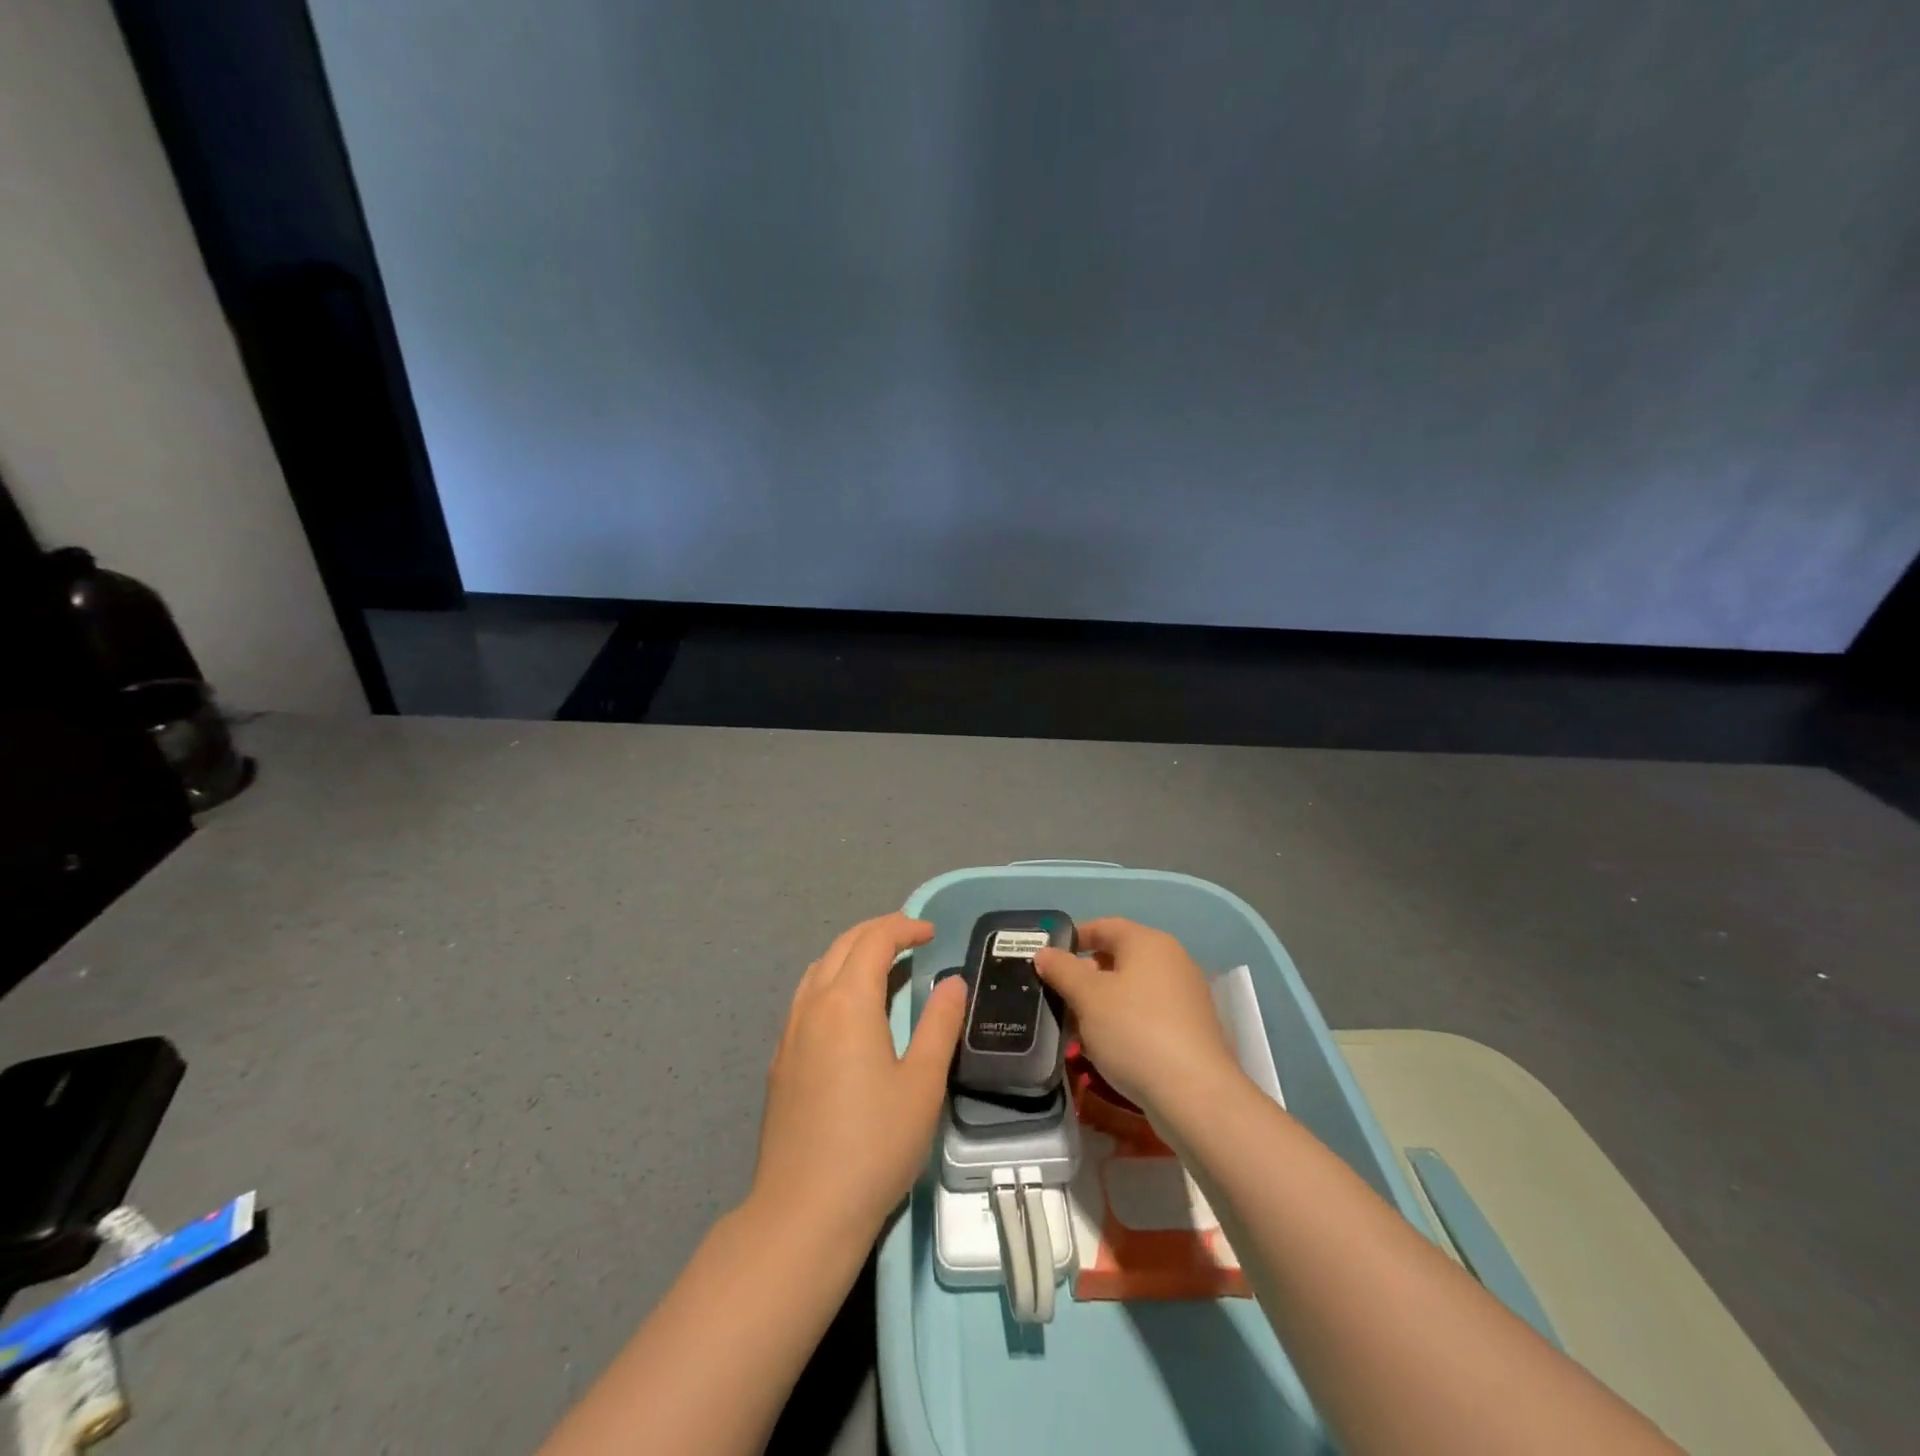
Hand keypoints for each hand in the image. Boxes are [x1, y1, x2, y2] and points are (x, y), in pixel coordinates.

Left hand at [751, 913, 966, 1239]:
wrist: (804, 1211)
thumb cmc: (874, 1144)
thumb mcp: (922, 1083)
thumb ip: (939, 1024)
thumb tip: (952, 982)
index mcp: (848, 1002)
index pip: (873, 941)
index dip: (903, 927)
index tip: (930, 933)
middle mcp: (812, 1005)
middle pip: (842, 946)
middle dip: (876, 932)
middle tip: (910, 938)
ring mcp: (789, 1033)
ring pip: (818, 970)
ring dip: (850, 954)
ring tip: (880, 966)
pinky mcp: (779, 1061)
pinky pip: (805, 998)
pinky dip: (831, 981)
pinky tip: (847, 1012)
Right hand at [1035, 918, 1239, 1119]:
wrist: (1194, 1094)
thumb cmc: (1134, 1031)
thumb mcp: (1087, 997)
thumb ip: (1062, 969)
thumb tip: (1045, 952)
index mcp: (1148, 942)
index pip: (1105, 926)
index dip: (1075, 938)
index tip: (1049, 958)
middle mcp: (1172, 960)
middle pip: (1120, 957)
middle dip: (1086, 975)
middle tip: (1060, 997)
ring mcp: (1186, 995)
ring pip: (1133, 988)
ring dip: (1103, 1002)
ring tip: (1078, 1027)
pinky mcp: (1192, 1028)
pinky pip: (1149, 1013)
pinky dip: (1125, 1021)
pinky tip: (1108, 1047)